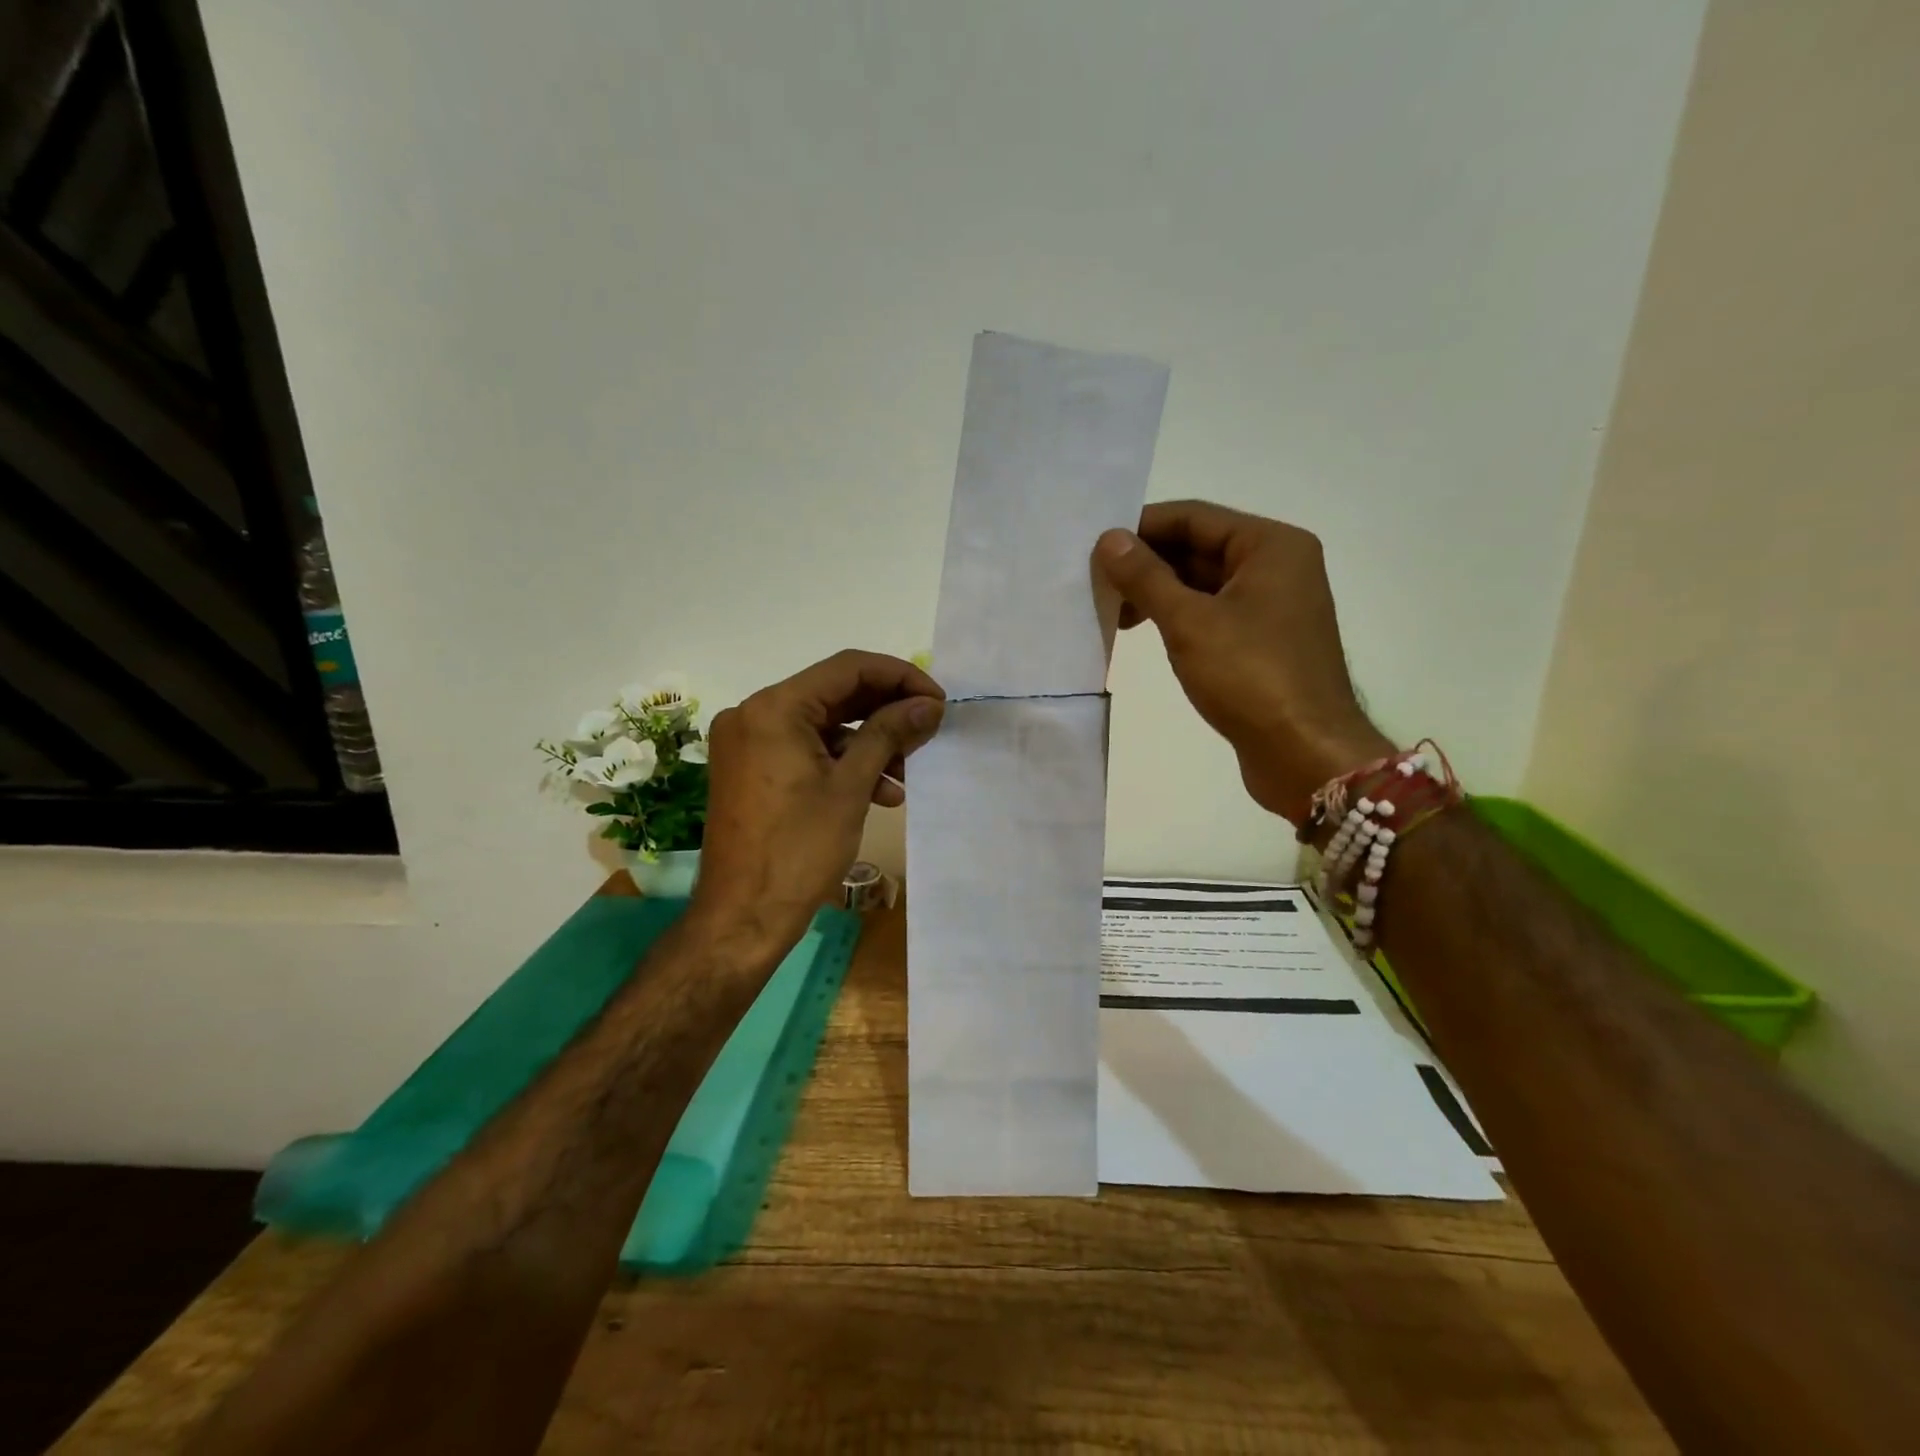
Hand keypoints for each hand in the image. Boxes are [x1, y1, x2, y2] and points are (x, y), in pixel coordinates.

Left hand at [688, 650, 944, 954]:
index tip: (937, 700)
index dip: (900, 677)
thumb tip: (928, 703)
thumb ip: (889, 733)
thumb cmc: (799, 850)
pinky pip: (806, 750)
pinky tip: (880, 791)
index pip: (848, 668)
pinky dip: (843, 763)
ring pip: (824, 725)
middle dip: (886, 711)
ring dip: (869, 743)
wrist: (742, 917)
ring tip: (907, 772)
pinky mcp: (752, 769)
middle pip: (835, 694)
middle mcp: (754, 714)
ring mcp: (749, 742)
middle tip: (929, 729)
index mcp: (773, 708)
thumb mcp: (851, 787)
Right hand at [1093, 500, 1391, 823]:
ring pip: (1203, 583)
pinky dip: (1177, 617)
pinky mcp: (1263, 642)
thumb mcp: (1189, 622)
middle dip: (1146, 563)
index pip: (1194, 517)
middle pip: (1199, 548)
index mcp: (1271, 546)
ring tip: (1111, 611)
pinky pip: (1212, 613)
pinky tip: (1142, 631)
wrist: (1304, 754)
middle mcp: (1277, 566)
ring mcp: (1272, 606)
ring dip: (1157, 592)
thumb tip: (1108, 539)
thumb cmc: (1250, 677)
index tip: (1095, 546)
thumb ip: (1146, 577)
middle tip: (1095, 581)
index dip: (1141, 527)